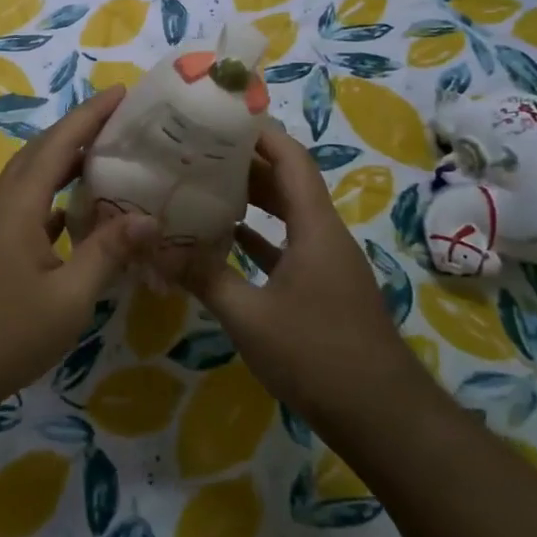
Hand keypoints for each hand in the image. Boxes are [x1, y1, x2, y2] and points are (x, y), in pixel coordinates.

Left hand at [0, 85, 155, 414]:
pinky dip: (54, 198)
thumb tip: (149, 218)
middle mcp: (2, 205)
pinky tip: (76, 213)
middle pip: (41, 152)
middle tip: (120, 120)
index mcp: (18, 204)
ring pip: (31, 179)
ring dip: (65, 162)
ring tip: (105, 157)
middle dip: (78, 130)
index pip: (58, 144)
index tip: (121, 93)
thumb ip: (107, 252)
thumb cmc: (5, 333)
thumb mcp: (68, 296)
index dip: (90, 115)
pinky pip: (27, 206)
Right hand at [181, 124, 417, 414]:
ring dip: (251, 201)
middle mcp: (324, 235)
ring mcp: (325, 264)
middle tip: (196, 151)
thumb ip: (204, 278)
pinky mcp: (322, 290)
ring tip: (202, 185)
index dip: (260, 133)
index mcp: (315, 227)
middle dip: (245, 163)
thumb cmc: (317, 355)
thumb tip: (155, 246)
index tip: (220, 118)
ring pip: (286, 216)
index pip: (291, 159)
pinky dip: (258, 239)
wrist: (382, 418)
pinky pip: (286, 248)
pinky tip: (225, 241)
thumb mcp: (250, 317)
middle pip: (287, 183)